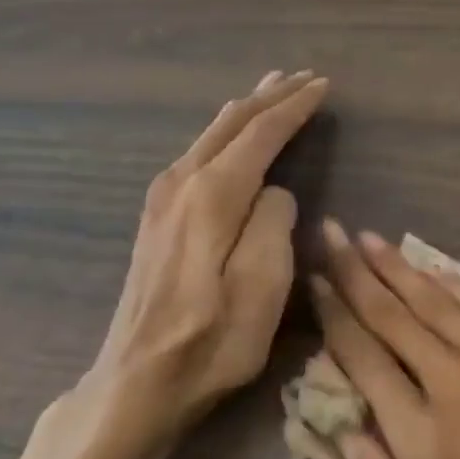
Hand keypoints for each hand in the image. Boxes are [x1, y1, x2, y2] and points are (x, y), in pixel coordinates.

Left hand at [78, 71, 327, 443]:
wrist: (136, 381)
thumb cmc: (211, 341)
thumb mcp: (263, 288)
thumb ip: (275, 224)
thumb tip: (275, 192)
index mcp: (213, 195)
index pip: (261, 133)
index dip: (294, 107)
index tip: (323, 86)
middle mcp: (182, 182)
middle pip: (231, 123)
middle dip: (269, 96)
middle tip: (302, 76)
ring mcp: (162, 198)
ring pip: (211, 134)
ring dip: (246, 110)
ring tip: (272, 91)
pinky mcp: (156, 217)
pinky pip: (199, 153)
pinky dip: (226, 133)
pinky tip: (233, 136)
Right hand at [310, 223, 459, 458]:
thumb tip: (347, 433)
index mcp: (427, 440)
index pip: (366, 360)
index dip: (335, 318)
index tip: (314, 282)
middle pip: (396, 316)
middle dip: (356, 273)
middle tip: (330, 233)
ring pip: (440, 301)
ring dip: (400, 268)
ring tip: (368, 239)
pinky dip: (454, 283)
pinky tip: (434, 268)